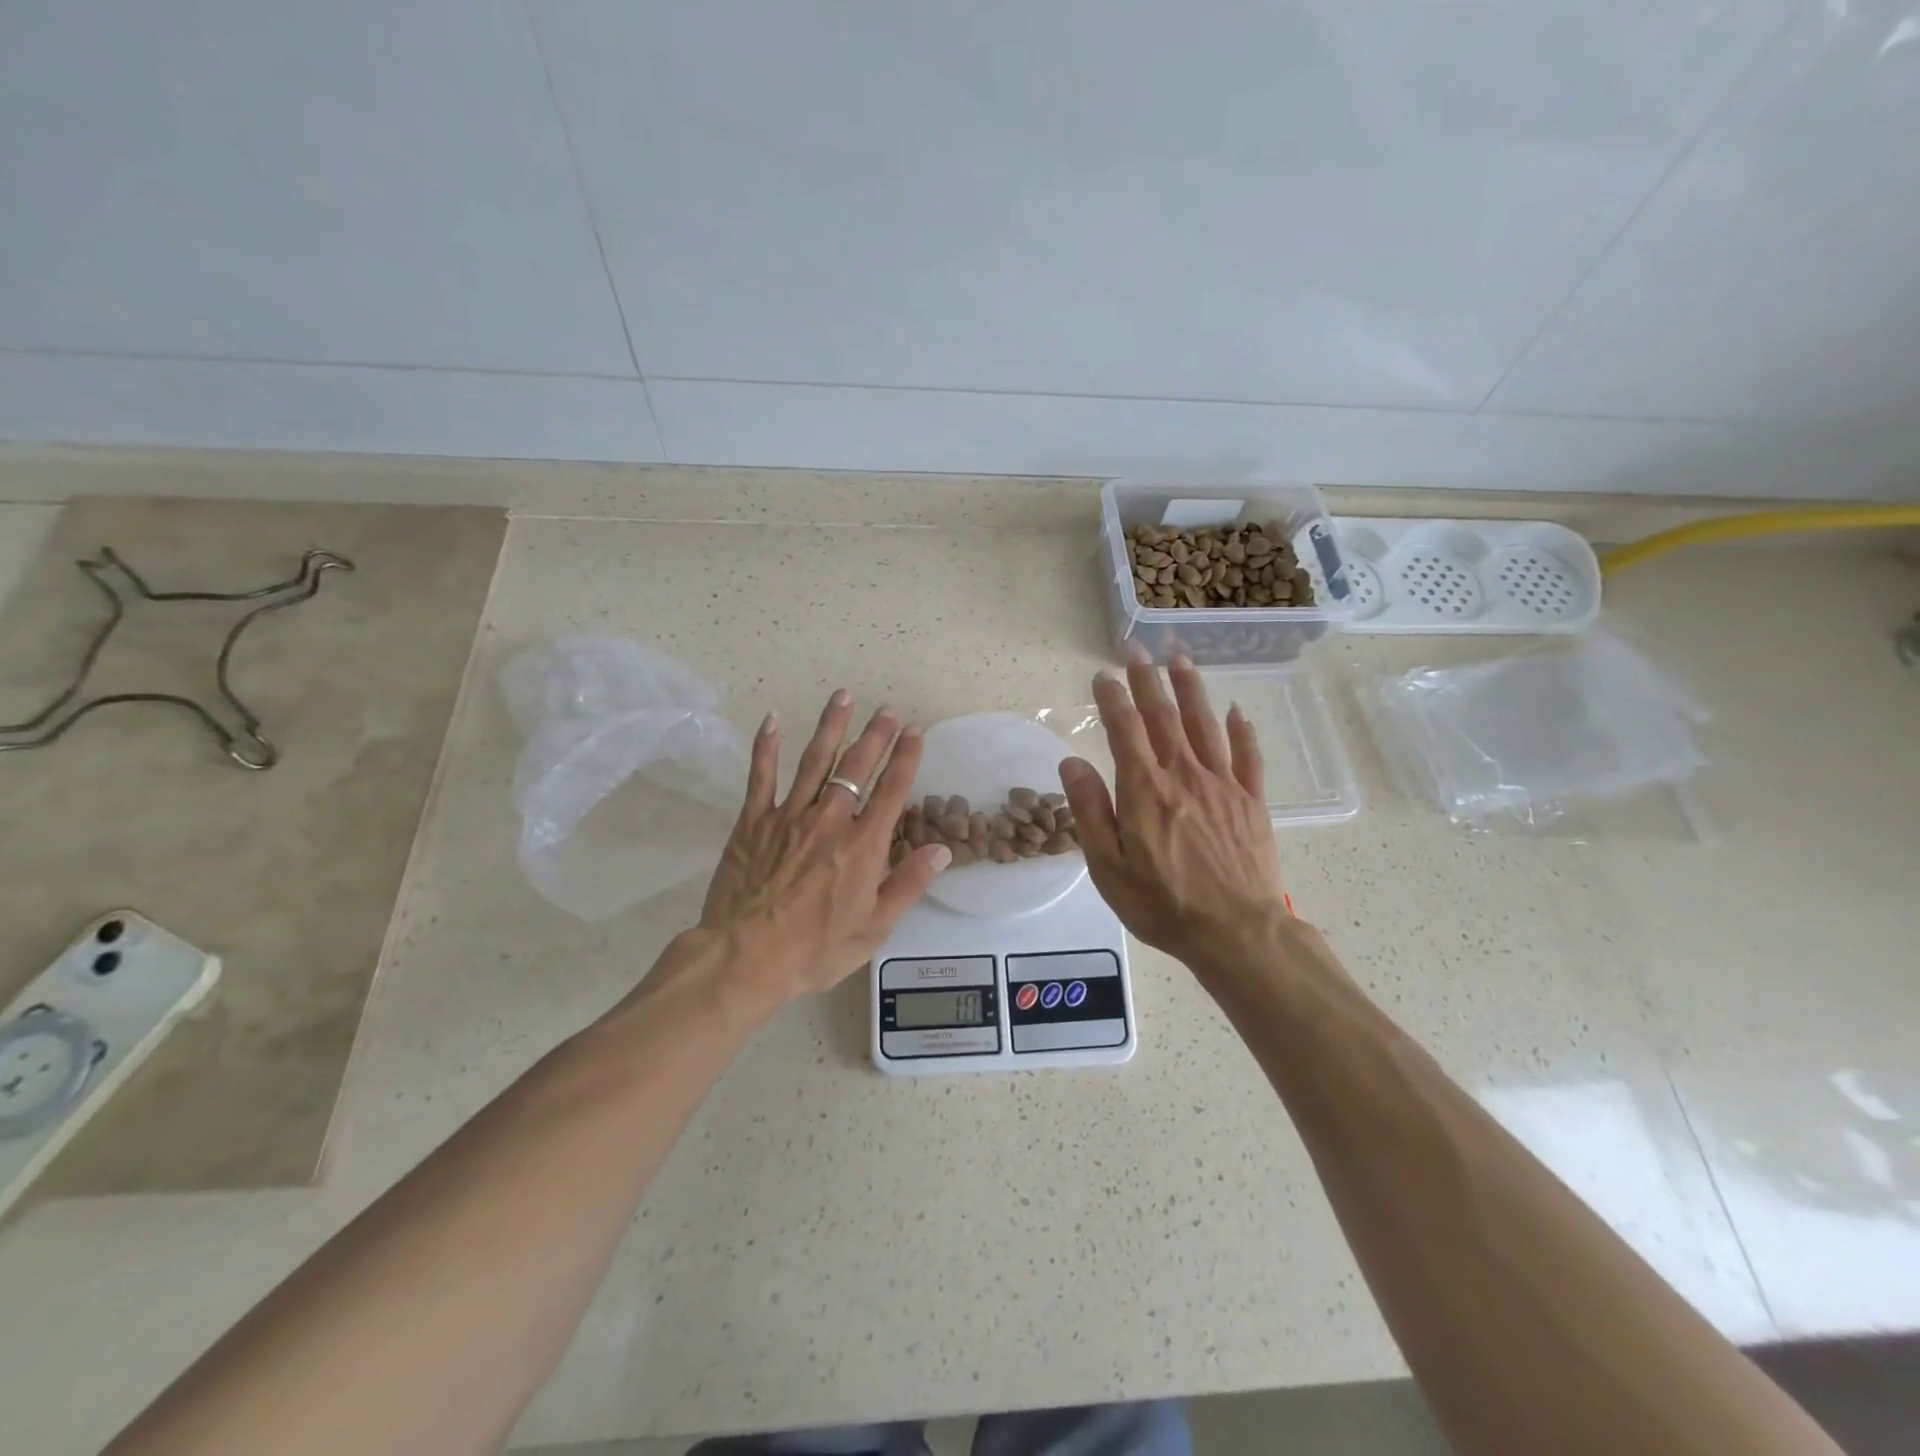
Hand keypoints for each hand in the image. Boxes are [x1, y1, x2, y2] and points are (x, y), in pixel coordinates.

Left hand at [697, 691, 950, 1006]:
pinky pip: (761, 775)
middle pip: (857, 767)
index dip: (906, 757)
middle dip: (875, 735)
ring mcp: (789, 816)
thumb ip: (908, 884)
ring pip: (815, 760)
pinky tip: (773, 718)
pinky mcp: (753, 821)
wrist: (746, 957)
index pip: (891, 790)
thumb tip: (942, 850)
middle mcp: (830, 820)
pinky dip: (767, 746)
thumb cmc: (815, 949)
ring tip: (844, 696)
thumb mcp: (874, 927)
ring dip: (832, 726)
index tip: (915, 730)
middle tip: (887, 709)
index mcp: (863, 845)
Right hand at [1059, 651, 1294, 983]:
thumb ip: (1089, 810)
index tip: (1102, 675)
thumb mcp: (1108, 866)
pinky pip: (1248, 756)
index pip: (1125, 730)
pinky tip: (1237, 710)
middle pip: (1164, 716)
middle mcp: (1184, 775)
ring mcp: (1223, 785)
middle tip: (1136, 649)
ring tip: (1180, 658)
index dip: (1112, 699)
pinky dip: (1242, 730)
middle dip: (1147, 679)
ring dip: (1191, 688)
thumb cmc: (1162, 904)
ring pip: (1205, 724)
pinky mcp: (1252, 801)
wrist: (1236, 933)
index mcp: (1145, 790)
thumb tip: (1071, 762)